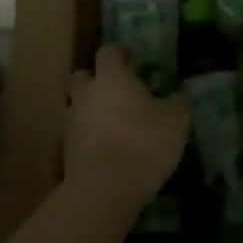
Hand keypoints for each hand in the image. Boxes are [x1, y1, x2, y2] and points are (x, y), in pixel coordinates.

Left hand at [65, 44, 188, 216]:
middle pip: (83, 76)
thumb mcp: (176, 121)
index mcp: (111, 77)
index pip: (109, 51)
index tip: (134, 60)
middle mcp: (86, 93)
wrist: (103, 191)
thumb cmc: (143, 144)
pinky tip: (107, 149)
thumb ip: (176, 102)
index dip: (121, 53)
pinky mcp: (66, 152)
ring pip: (78, 106)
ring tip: (113, 123)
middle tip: (119, 90)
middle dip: (97, 79)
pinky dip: (89, 137)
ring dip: (91, 110)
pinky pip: (78, 134)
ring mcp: (72, 122)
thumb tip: (176, 95)